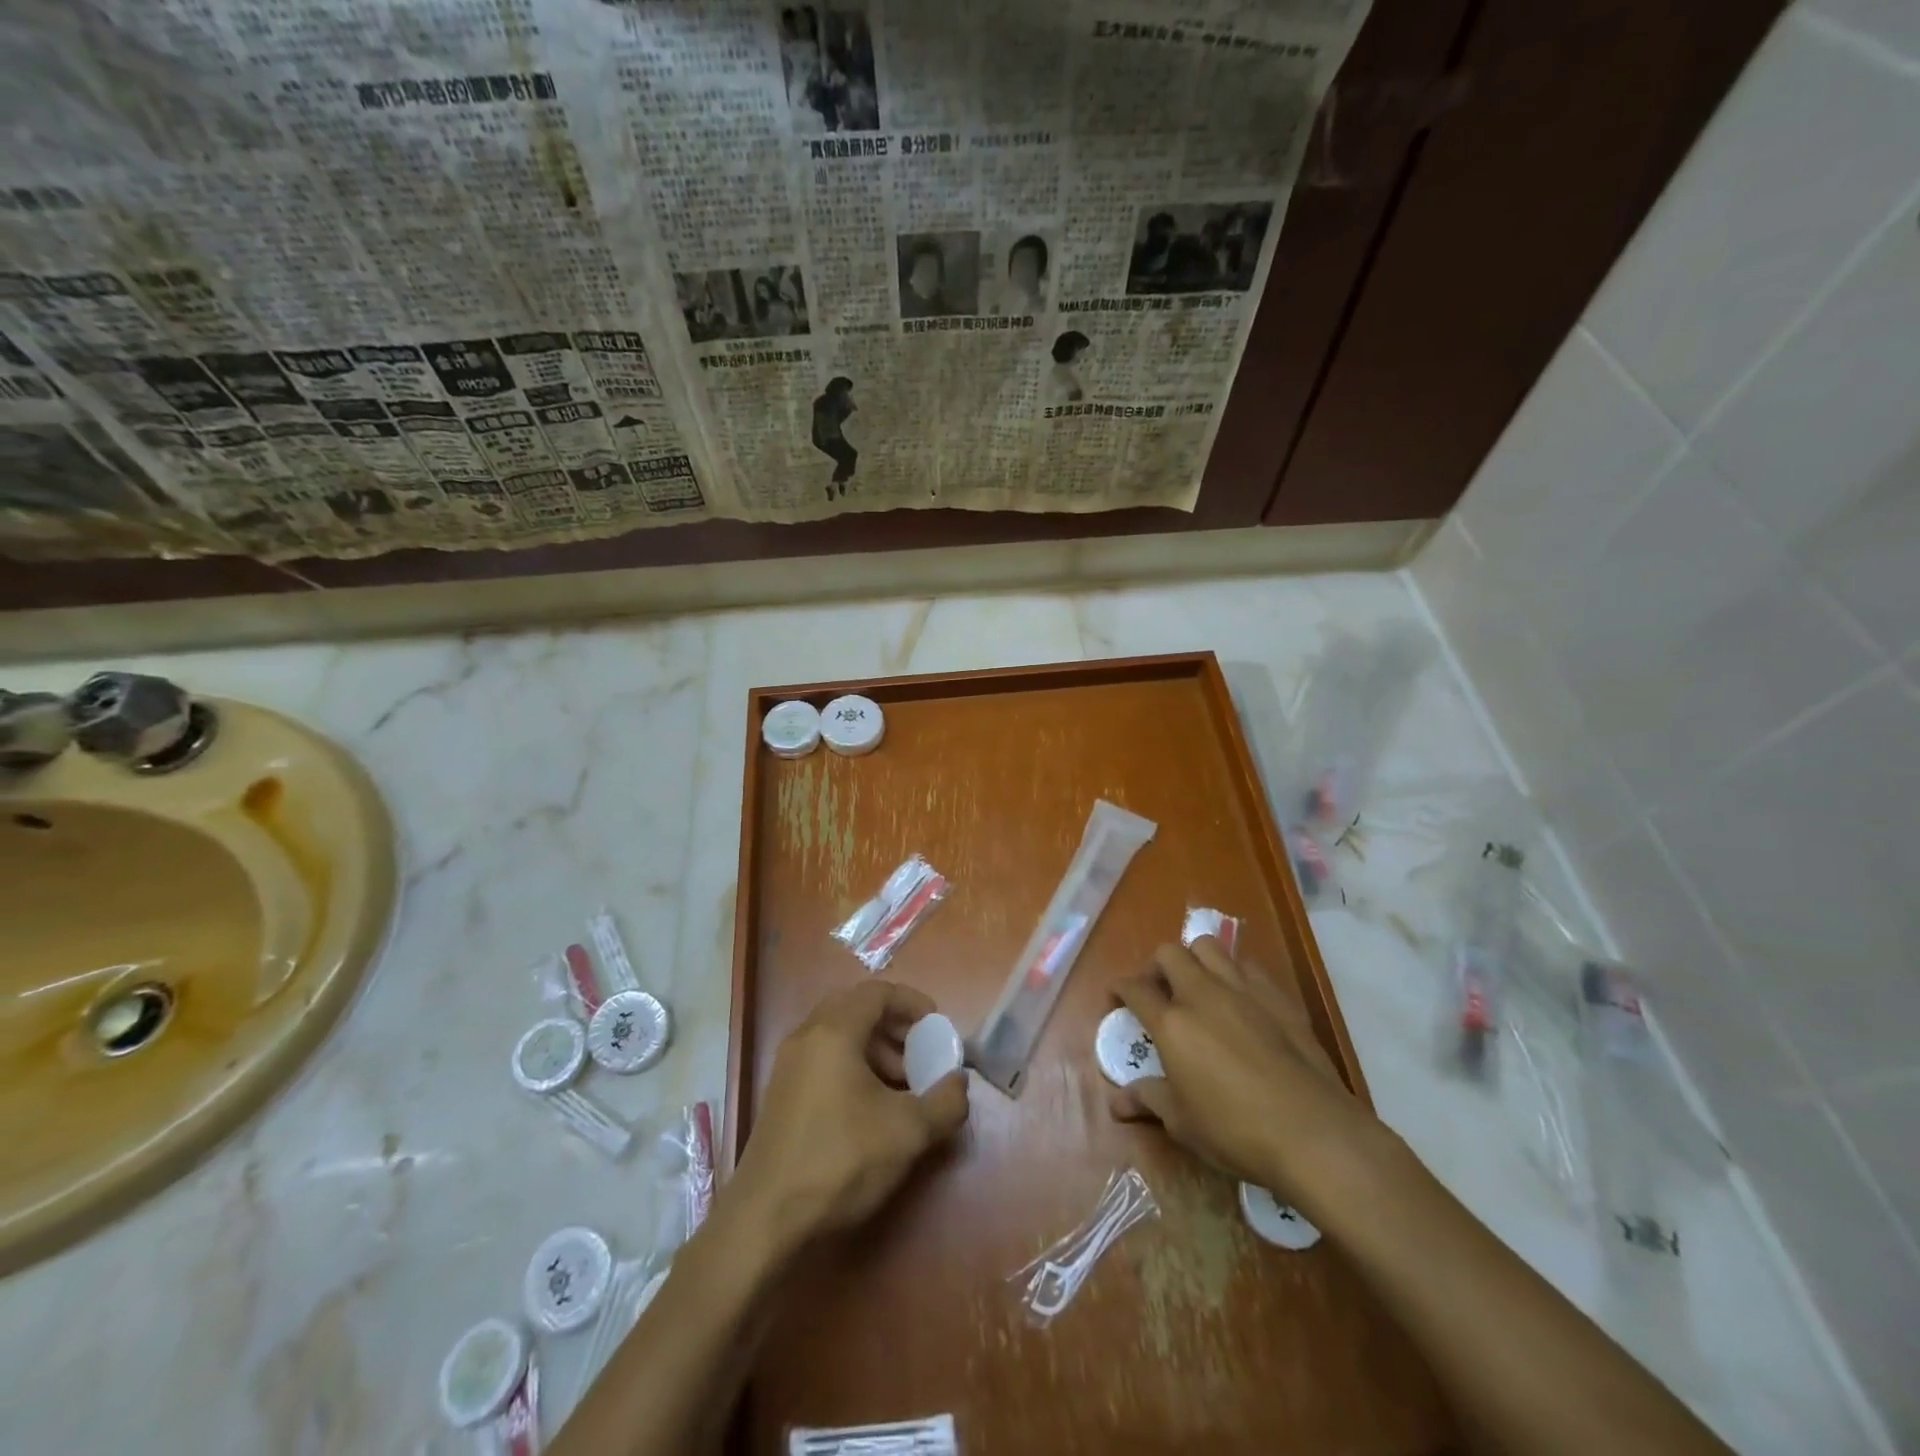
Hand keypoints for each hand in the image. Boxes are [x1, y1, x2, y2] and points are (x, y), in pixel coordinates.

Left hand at [731, 979, 967, 1252]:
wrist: (765, 1220)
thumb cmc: (840, 1160)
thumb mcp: (907, 1133)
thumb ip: (944, 1102)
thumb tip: (959, 1084)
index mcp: (834, 1032)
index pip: (877, 992)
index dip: (911, 1002)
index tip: (936, 1026)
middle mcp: (806, 1037)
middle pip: (856, 1009)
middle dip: (893, 1027)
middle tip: (919, 1054)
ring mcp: (788, 1066)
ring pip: (838, 1036)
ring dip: (874, 1049)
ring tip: (901, 1086)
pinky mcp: (781, 1095)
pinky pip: (823, 1060)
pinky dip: (852, 1067)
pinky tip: (870, 1108)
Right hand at [1109, 937, 1372, 1197]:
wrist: (1313, 1131)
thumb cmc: (1236, 1130)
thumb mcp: (1183, 1123)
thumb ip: (1148, 1100)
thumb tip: (1116, 1103)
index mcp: (1172, 1023)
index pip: (1134, 988)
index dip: (1119, 988)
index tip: (1116, 997)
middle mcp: (1202, 994)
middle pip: (1169, 953)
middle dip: (1156, 967)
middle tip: (1158, 992)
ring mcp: (1243, 990)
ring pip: (1208, 947)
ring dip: (1195, 960)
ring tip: (1197, 987)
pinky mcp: (1278, 996)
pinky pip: (1247, 966)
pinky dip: (1234, 974)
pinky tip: (1240, 1000)